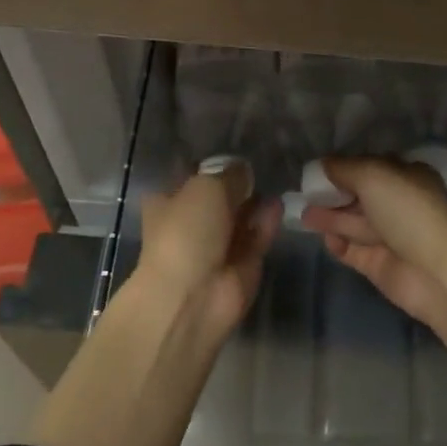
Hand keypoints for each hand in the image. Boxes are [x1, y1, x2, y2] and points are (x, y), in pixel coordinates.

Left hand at [138, 163, 280, 332]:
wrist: (193, 296)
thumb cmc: (187, 231)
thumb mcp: (206, 187)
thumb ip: (230, 175)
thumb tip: (244, 171)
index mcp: (168, 202)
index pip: (189, 176)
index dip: (210, 164)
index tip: (235, 149)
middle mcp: (191, 222)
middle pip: (219, 197)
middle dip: (238, 183)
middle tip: (262, 163)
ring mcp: (217, 245)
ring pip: (240, 217)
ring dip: (255, 201)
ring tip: (275, 180)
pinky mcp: (243, 264)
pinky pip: (257, 236)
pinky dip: (267, 221)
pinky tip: (278, 204)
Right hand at [300, 156, 446, 326]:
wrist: (437, 272)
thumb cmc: (407, 212)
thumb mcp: (373, 176)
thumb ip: (344, 168)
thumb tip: (322, 164)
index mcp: (407, 177)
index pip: (372, 167)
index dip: (346, 167)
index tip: (319, 170)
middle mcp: (399, 204)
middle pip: (360, 196)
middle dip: (334, 194)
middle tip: (306, 194)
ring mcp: (390, 236)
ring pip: (354, 223)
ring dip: (330, 218)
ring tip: (304, 216)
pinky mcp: (380, 264)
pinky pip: (353, 251)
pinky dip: (338, 244)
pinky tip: (326, 239)